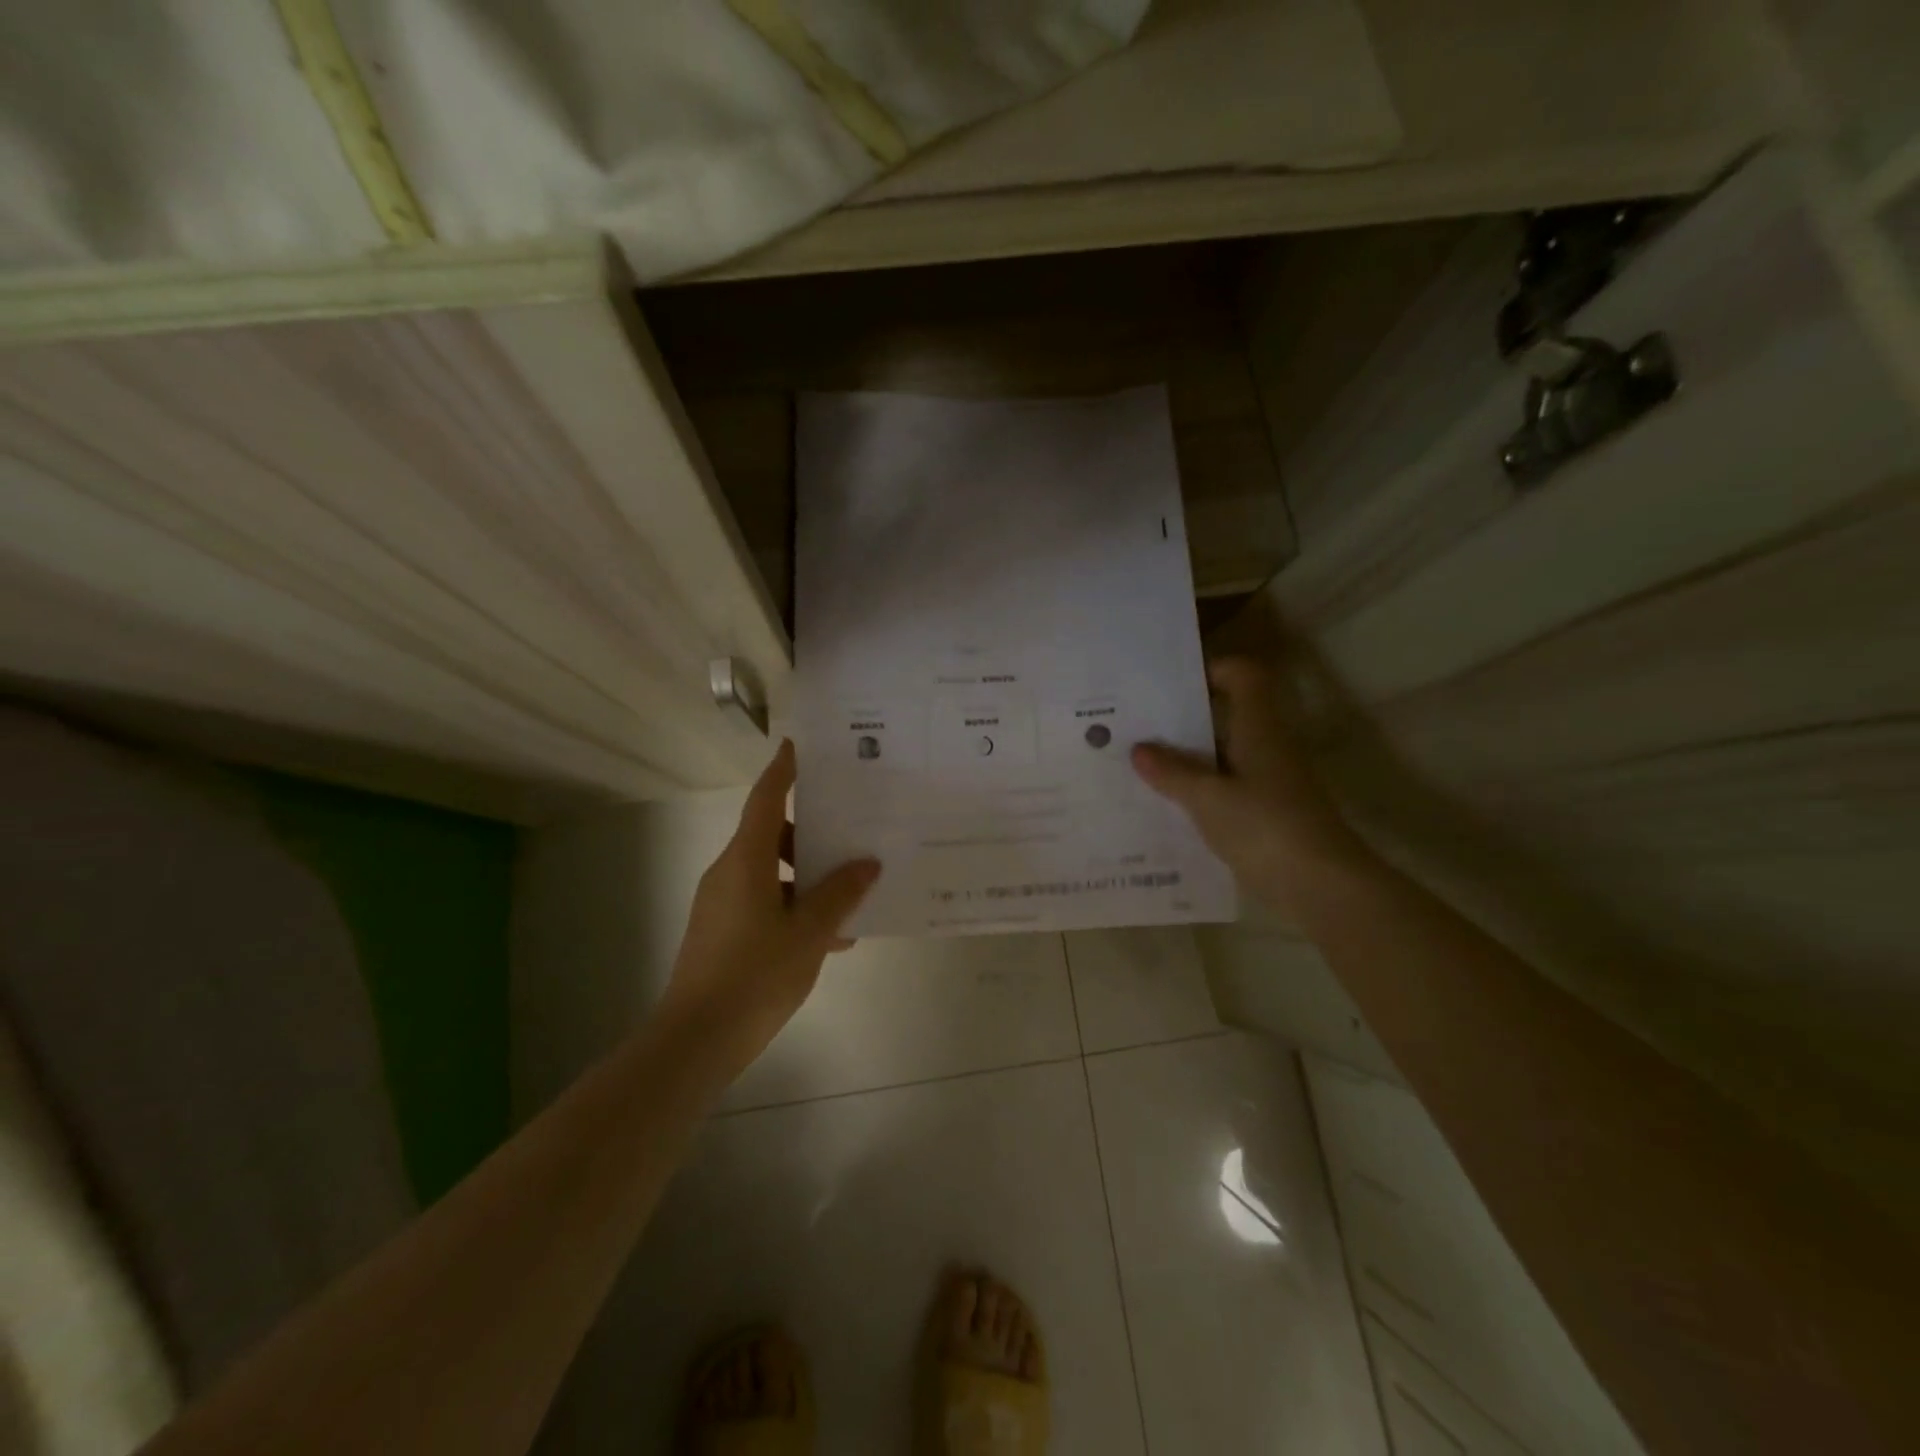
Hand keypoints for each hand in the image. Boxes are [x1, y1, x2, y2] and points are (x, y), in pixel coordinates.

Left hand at [659, 740, 879, 1075]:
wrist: (696, 1040)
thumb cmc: (756, 975)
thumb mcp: (809, 933)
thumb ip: (840, 894)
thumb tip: (866, 863)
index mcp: (746, 860)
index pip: (766, 799)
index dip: (783, 770)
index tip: (799, 746)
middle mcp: (729, 872)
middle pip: (772, 835)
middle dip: (812, 834)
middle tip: (852, 833)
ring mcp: (722, 903)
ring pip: (771, 873)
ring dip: (808, 879)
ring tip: (852, 897)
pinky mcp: (722, 931)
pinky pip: (764, 902)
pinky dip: (794, 907)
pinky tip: (831, 938)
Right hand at [1131, 657, 1376, 916]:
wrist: (1322, 886)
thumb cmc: (1265, 826)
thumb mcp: (1207, 798)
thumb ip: (1172, 772)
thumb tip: (1139, 748)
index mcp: (1260, 729)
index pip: (1244, 677)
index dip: (1213, 670)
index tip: (1173, 684)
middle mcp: (1269, 747)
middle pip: (1229, 716)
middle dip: (1186, 718)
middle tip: (1141, 724)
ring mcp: (1272, 782)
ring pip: (1225, 755)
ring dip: (1189, 757)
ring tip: (1142, 763)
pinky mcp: (1269, 814)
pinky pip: (1228, 788)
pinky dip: (1201, 789)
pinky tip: (1168, 804)